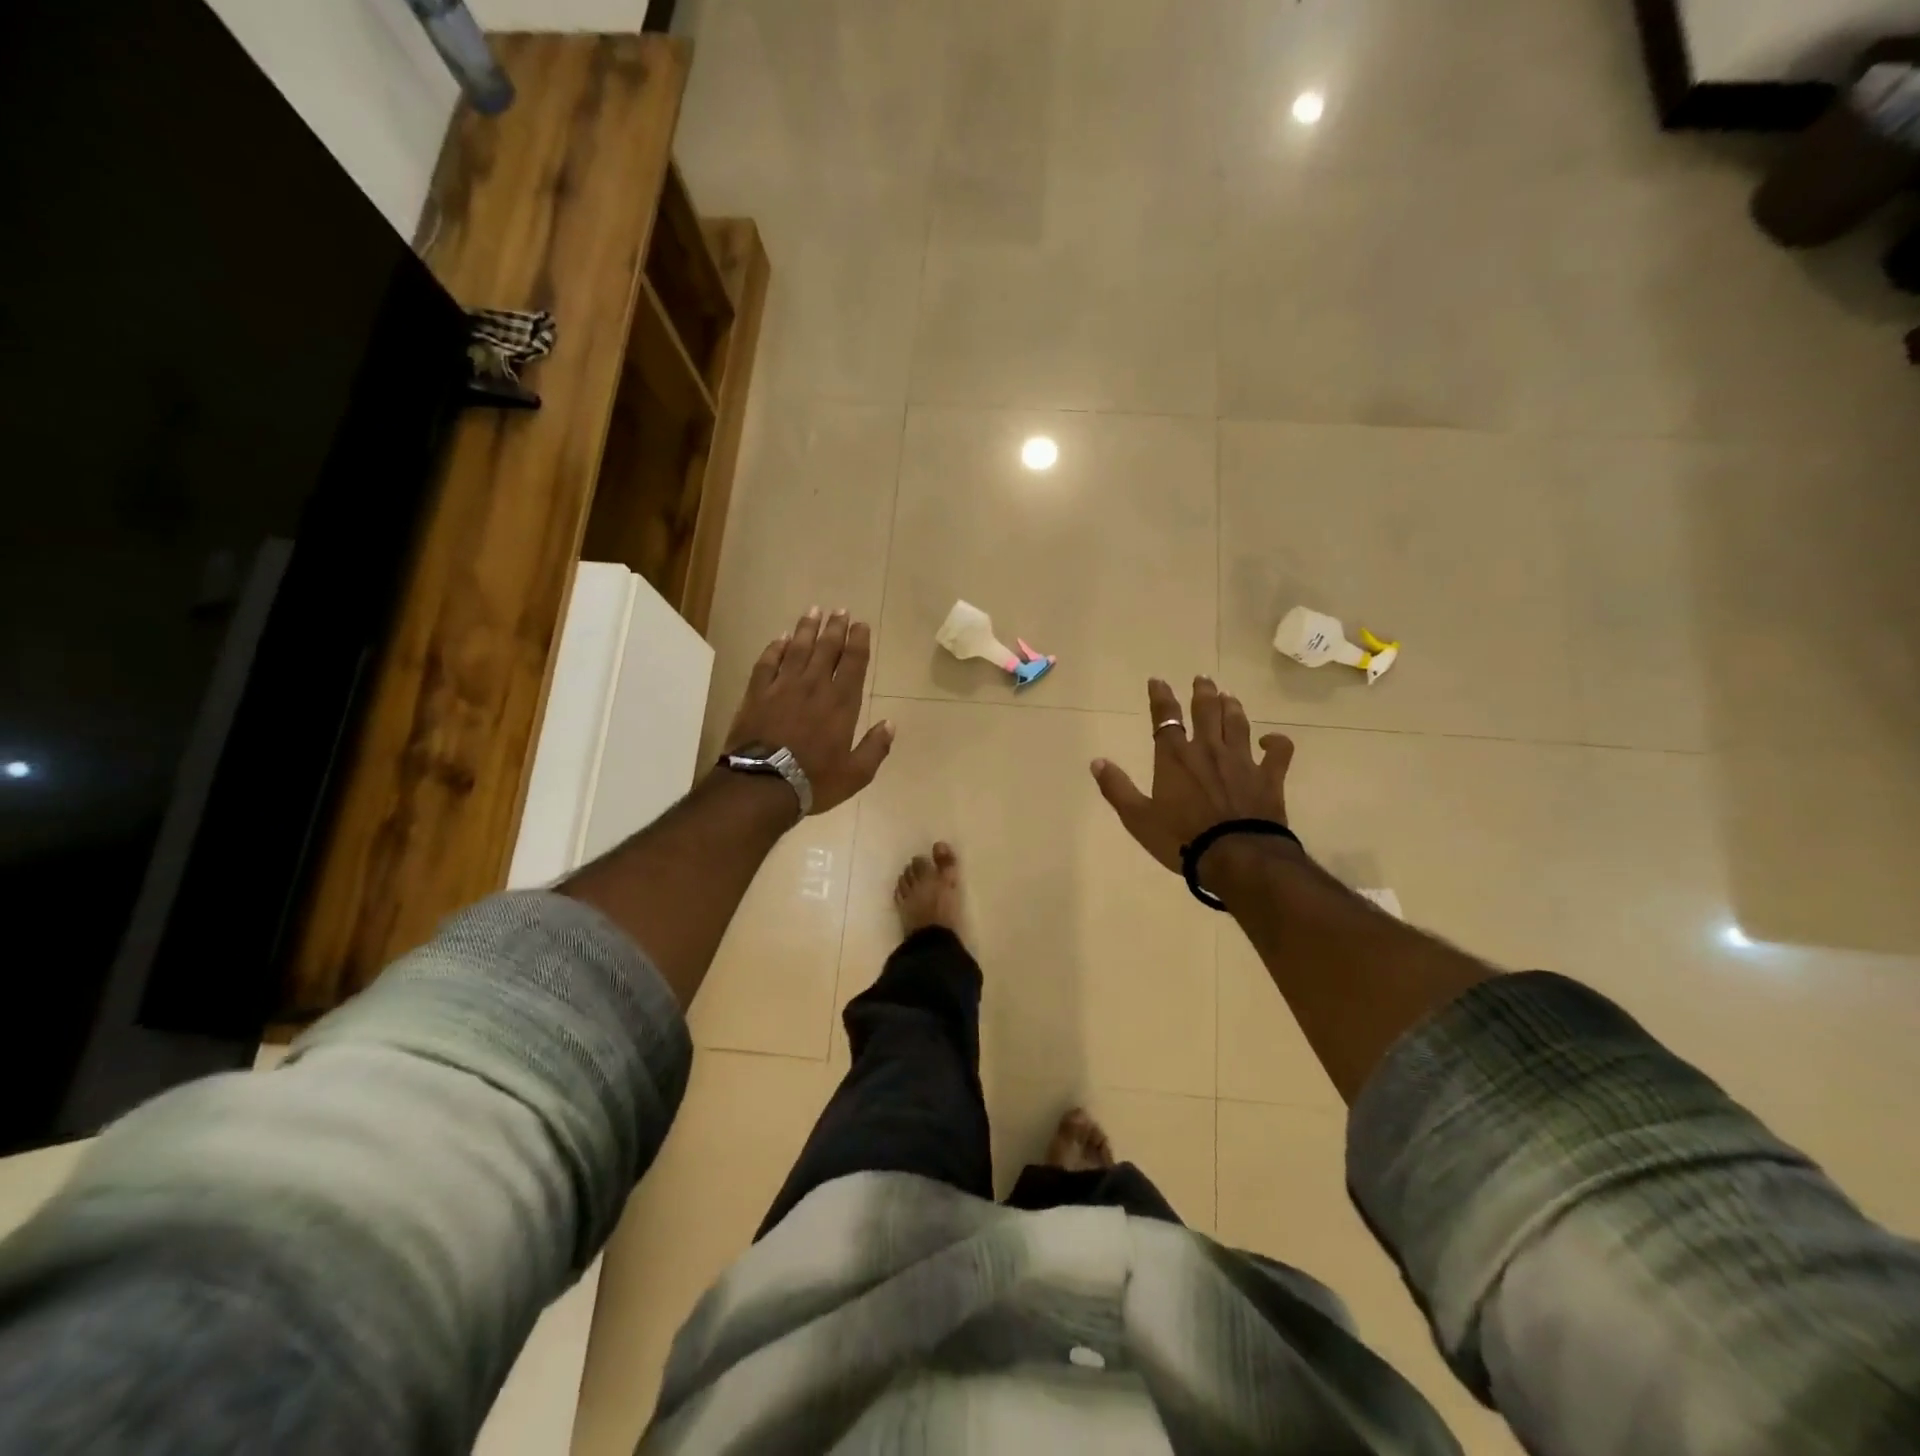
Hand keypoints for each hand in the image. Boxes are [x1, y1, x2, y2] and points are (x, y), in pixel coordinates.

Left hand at [725, 607, 893, 815]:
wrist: (762, 784)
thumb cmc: (814, 781)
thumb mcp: (856, 774)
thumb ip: (875, 748)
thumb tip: (890, 725)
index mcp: (841, 704)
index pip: (853, 663)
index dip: (858, 642)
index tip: (861, 625)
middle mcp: (814, 687)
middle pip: (826, 649)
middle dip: (835, 627)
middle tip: (840, 610)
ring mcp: (782, 687)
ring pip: (797, 649)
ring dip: (806, 628)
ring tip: (814, 611)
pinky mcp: (757, 694)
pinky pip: (767, 663)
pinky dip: (774, 648)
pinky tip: (779, 638)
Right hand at [1091, 676, 1296, 889]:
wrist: (1236, 857)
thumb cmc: (1181, 838)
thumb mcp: (1138, 818)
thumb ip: (1117, 788)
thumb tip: (1097, 761)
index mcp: (1175, 757)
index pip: (1165, 717)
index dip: (1161, 697)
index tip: (1158, 681)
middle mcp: (1208, 750)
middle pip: (1206, 711)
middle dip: (1202, 692)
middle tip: (1202, 679)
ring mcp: (1241, 761)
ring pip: (1238, 723)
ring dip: (1232, 706)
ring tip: (1229, 696)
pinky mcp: (1269, 777)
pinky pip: (1278, 752)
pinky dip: (1276, 742)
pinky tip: (1271, 739)